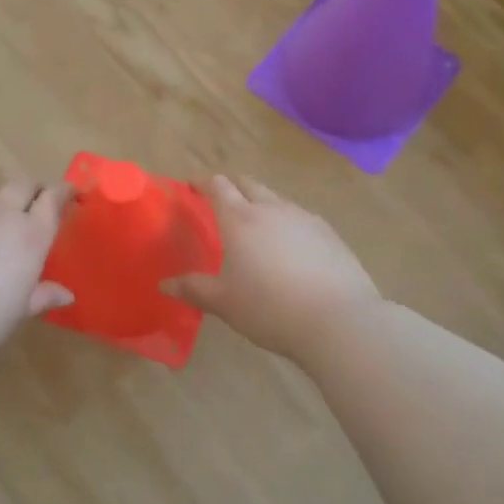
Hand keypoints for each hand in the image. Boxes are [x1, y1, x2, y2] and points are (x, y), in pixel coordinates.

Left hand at [0, 182, 74, 358]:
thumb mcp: (19, 311)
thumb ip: (43, 296)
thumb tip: (67, 295)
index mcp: (32, 235)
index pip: (53, 199)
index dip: (62, 192)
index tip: (68, 193)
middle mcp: (3, 213)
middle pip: (22, 185)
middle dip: (30, 191)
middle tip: (32, 204)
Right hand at [167, 176, 380, 360]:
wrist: (338, 320)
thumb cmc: (269, 308)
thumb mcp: (224, 302)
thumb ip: (194, 289)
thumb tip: (165, 284)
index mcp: (240, 219)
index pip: (218, 186)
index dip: (203, 183)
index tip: (192, 187)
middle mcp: (271, 209)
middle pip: (248, 184)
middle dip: (232, 186)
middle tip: (221, 200)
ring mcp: (304, 218)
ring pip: (277, 199)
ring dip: (262, 203)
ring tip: (257, 225)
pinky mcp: (329, 234)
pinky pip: (301, 218)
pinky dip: (288, 223)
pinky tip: (291, 246)